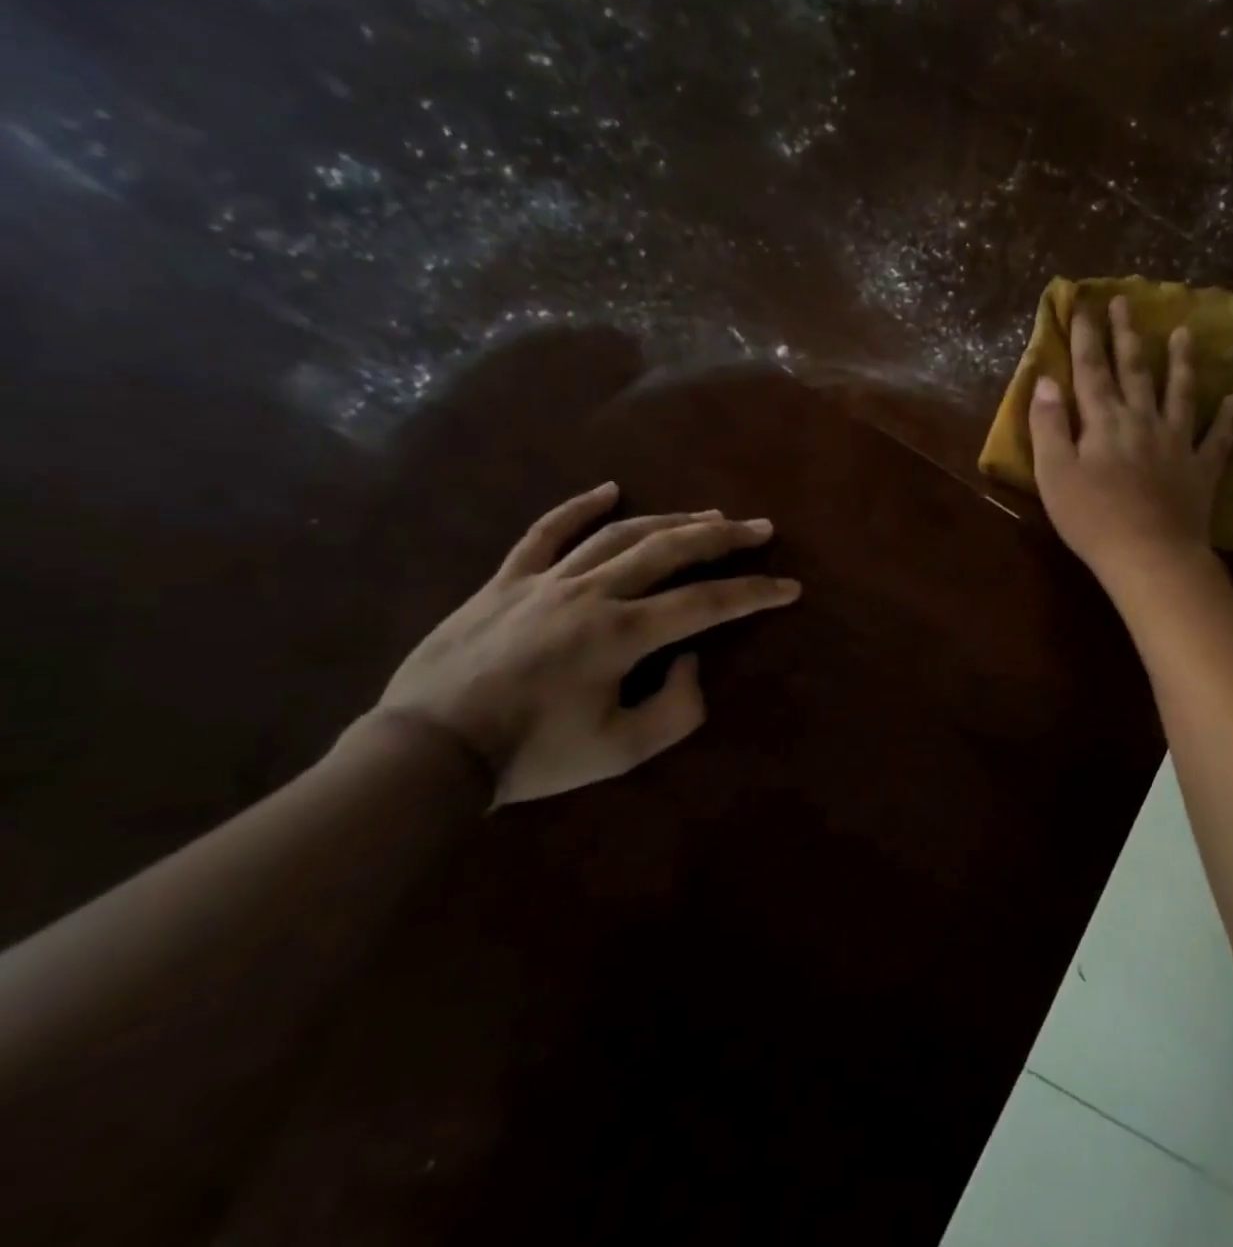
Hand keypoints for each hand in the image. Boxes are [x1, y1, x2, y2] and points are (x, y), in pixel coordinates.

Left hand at [376, 483, 800, 804]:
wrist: (429, 752)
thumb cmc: (533, 756)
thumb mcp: (621, 751)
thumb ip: (676, 707)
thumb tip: (688, 658)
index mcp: (622, 634)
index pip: (707, 603)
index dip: (755, 593)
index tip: (789, 586)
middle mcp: (592, 593)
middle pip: (670, 550)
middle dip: (724, 538)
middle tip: (760, 527)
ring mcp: (546, 580)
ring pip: (620, 534)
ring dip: (671, 520)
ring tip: (708, 515)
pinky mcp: (506, 580)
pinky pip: (544, 532)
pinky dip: (578, 507)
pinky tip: (610, 490)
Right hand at [1029, 296, 1232, 584]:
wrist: (1150, 555)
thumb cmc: (1092, 518)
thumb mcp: (1054, 473)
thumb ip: (1048, 425)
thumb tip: (1046, 380)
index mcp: (1103, 422)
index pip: (1090, 370)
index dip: (1084, 337)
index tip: (1082, 305)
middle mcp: (1142, 420)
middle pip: (1134, 370)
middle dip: (1126, 334)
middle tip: (1125, 302)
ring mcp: (1176, 443)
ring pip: (1179, 393)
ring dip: (1181, 362)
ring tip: (1185, 332)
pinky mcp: (1200, 470)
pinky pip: (1218, 438)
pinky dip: (1228, 417)